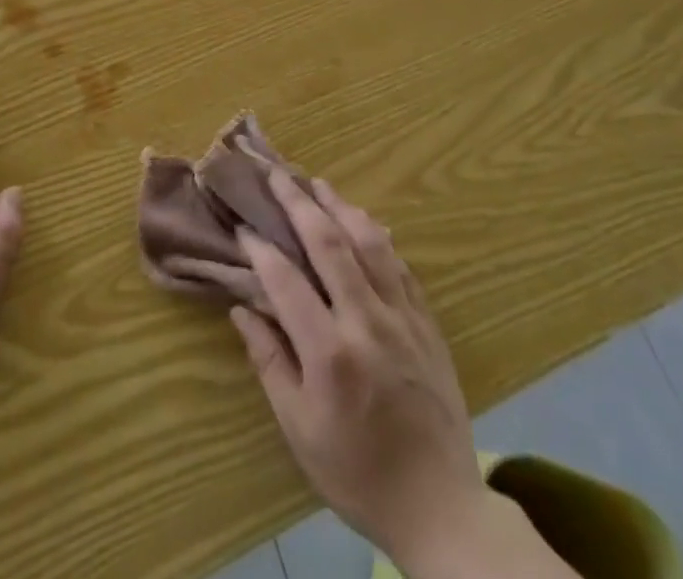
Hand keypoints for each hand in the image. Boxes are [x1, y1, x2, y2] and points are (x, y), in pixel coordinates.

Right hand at [230, 172, 493, 578]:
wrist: (441, 508)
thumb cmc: (357, 474)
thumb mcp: (299, 429)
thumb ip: (269, 361)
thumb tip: (241, 308)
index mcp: (330, 353)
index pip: (285, 280)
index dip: (259, 247)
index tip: (241, 224)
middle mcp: (367, 323)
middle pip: (328, 243)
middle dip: (298, 203)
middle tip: (276, 174)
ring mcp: (402, 318)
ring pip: (369, 243)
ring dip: (340, 207)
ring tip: (317, 183)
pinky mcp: (427, 322)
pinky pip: (400, 265)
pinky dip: (377, 236)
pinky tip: (363, 221)